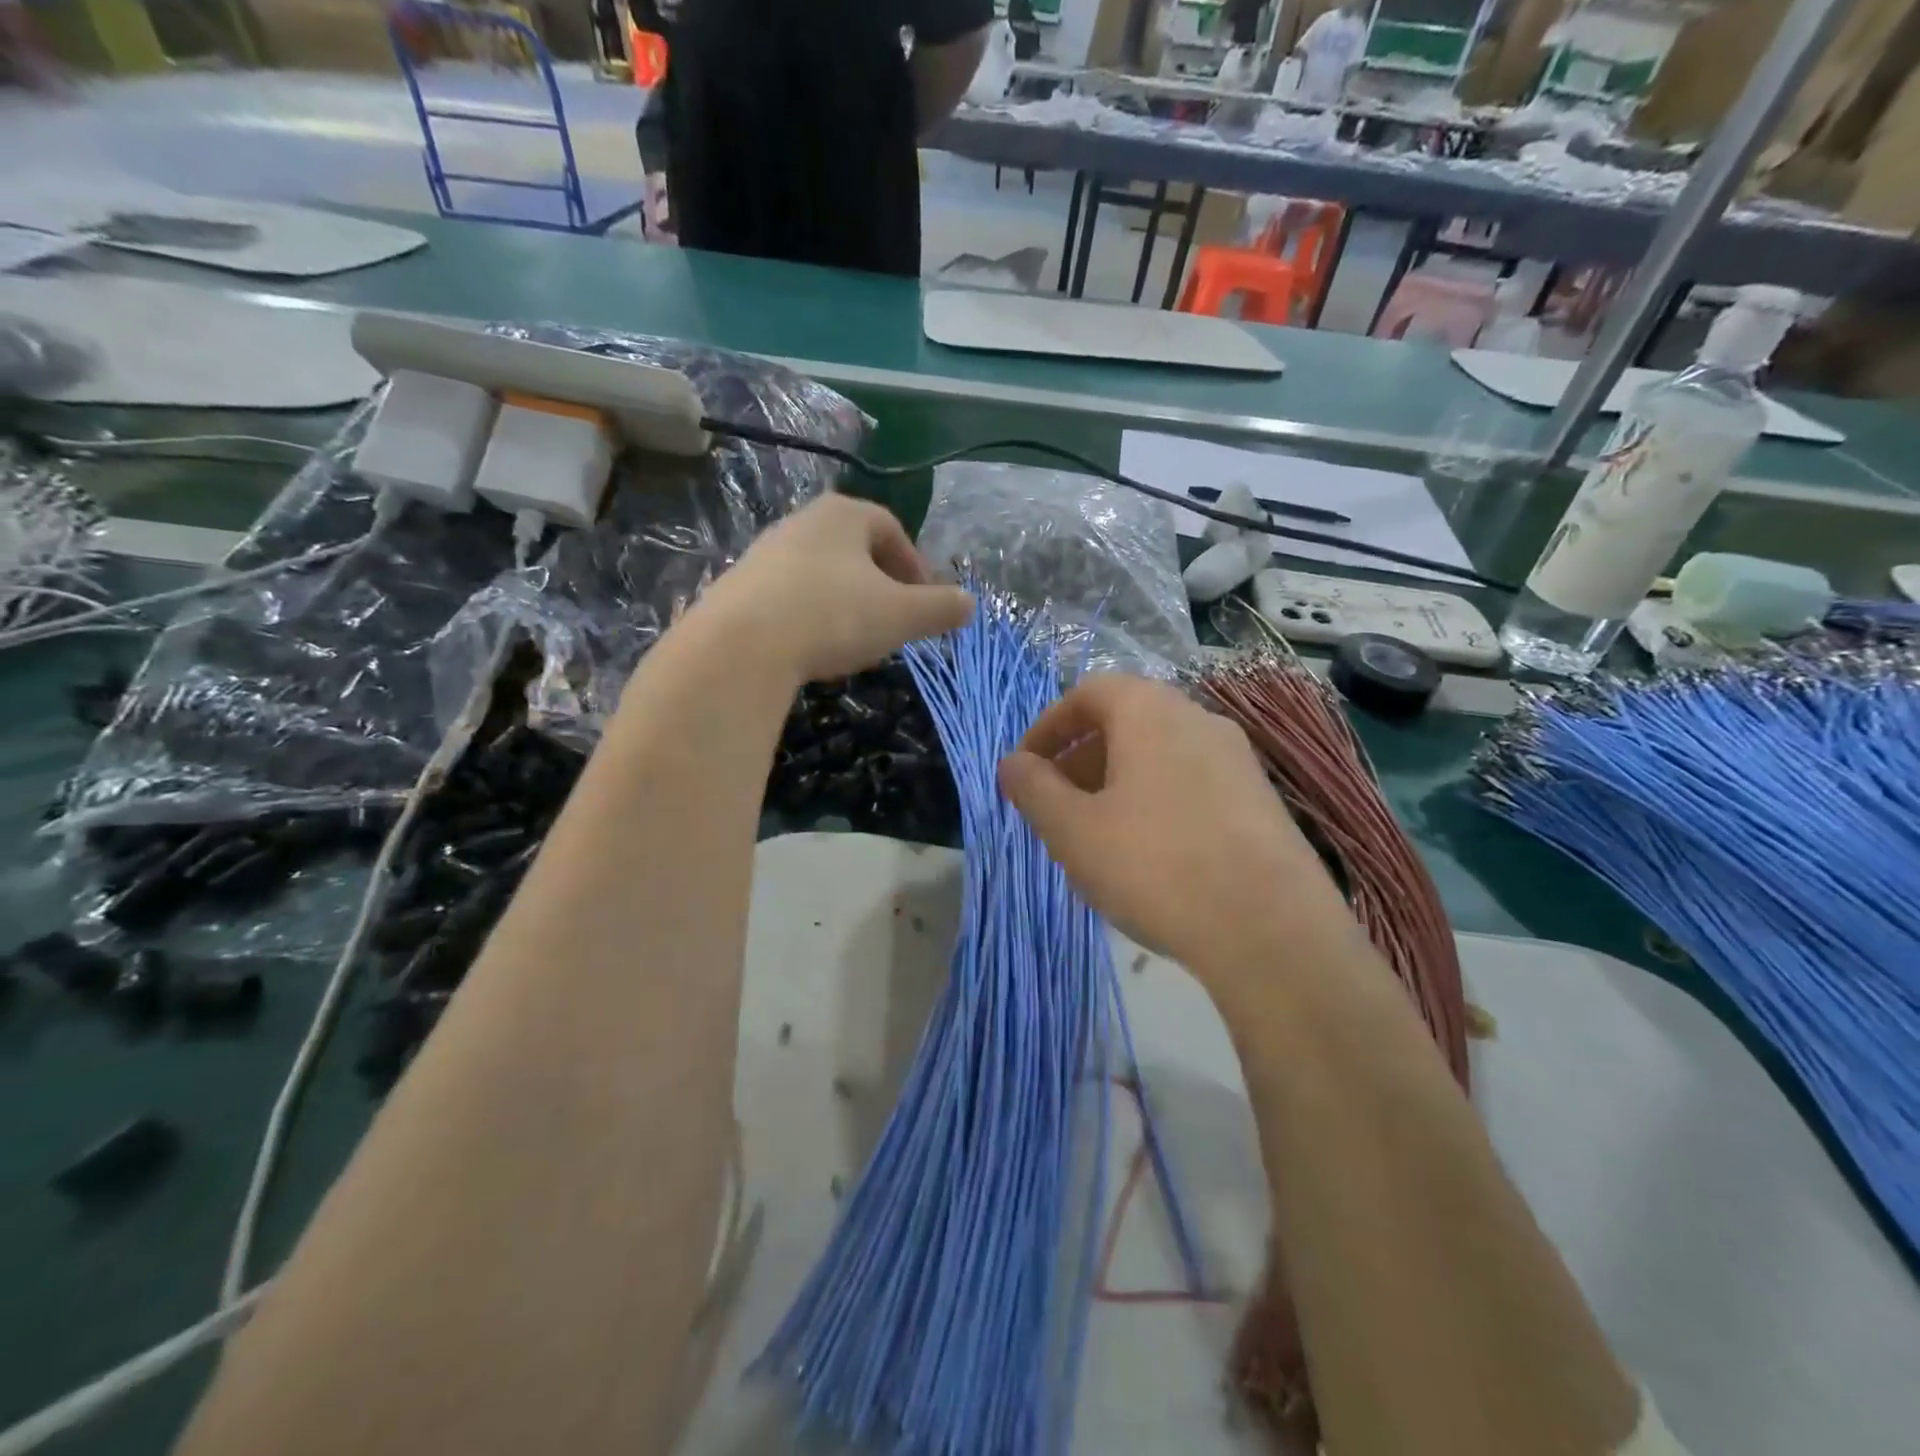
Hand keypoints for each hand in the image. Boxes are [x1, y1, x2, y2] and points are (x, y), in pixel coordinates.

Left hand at [701, 495, 973, 682]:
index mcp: (843, 515)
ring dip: (845, 601)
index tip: (924, 602)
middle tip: (894, 620)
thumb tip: (970, 604)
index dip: (915, 565)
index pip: (890, 529)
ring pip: (821, 573)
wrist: (742, 647)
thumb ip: (940, 608)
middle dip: (881, 584)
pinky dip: (810, 616)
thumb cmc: (833, 616)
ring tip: (855, 638)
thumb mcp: (901, 615)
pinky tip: (813, 647)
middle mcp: (800, 522)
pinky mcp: (738, 587)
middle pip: (854, 549)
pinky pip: (789, 596)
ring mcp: (764, 553)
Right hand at [997, 675, 1355, 994]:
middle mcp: (1198, 719)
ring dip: (1116, 781)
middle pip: (1126, 721)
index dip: (1048, 726)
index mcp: (1150, 711)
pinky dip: (1155, 800)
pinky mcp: (1261, 800)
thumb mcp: (1073, 830)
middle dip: (1080, 757)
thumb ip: (1033, 789)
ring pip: (1159, 753)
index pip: (1088, 692)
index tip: (1026, 768)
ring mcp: (1238, 759)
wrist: (1271, 930)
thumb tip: (1012, 764)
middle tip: (1055, 804)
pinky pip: (1191, 782)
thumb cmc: (1154, 866)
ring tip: (1096, 833)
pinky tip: (1149, 855)